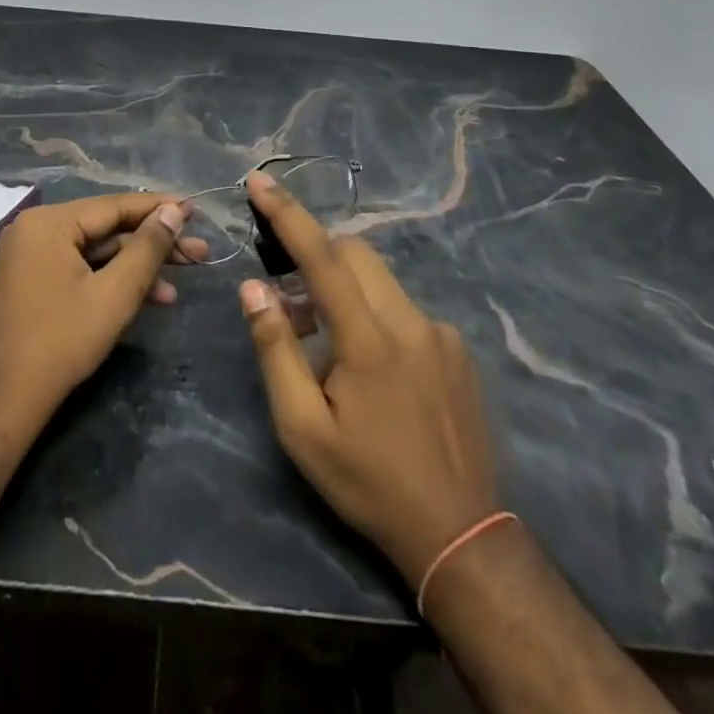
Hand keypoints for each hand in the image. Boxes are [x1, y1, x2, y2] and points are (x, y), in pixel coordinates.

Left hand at [0, 194, 207, 432]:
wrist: (5, 401)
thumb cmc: (62, 341)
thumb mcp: (115, 293)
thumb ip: (147, 248)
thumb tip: (174, 211)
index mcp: (49, 222)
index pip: (115, 206)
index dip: (159, 209)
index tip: (194, 209)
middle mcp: (36, 228)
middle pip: (107, 228)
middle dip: (154, 244)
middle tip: (199, 251)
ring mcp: (31, 255)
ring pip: (97, 251)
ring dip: (139, 266)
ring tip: (185, 277)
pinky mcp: (33, 280)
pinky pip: (81, 267)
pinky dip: (113, 280)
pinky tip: (151, 297)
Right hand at [239, 171, 502, 585]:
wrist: (460, 532)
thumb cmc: (368, 482)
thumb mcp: (304, 430)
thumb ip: (275, 351)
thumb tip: (253, 288)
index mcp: (368, 340)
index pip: (323, 257)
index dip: (288, 214)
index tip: (261, 180)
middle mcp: (409, 321)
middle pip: (356, 254)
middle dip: (318, 256)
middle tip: (291, 302)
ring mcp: (440, 332)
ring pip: (381, 280)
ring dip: (346, 291)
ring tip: (329, 347)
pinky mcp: (458, 348)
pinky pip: (405, 310)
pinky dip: (377, 316)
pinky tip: (376, 372)